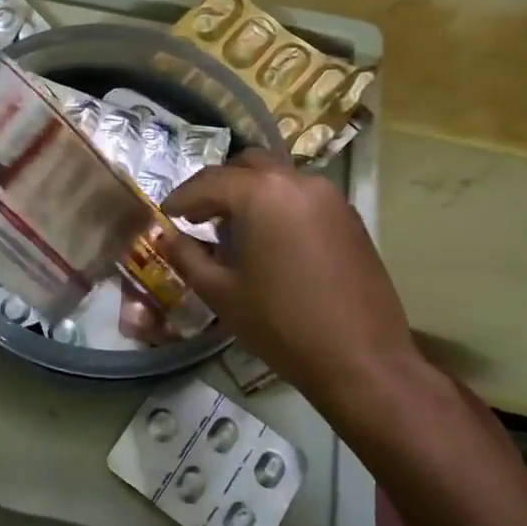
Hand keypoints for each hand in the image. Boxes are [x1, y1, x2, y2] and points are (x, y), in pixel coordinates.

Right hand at [161, 152, 425, 406]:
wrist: (361, 359)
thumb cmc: (281, 324)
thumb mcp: (221, 292)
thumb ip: (187, 256)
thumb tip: (166, 237)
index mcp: (262, 193)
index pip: (209, 181)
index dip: (181, 197)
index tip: (165, 215)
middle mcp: (298, 181)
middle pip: (246, 166)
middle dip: (217, 187)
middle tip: (197, 217)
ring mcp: (330, 197)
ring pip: (277, 178)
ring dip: (249, 193)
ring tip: (232, 230)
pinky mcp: (349, 217)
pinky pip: (302, 196)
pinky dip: (277, 205)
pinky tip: (268, 240)